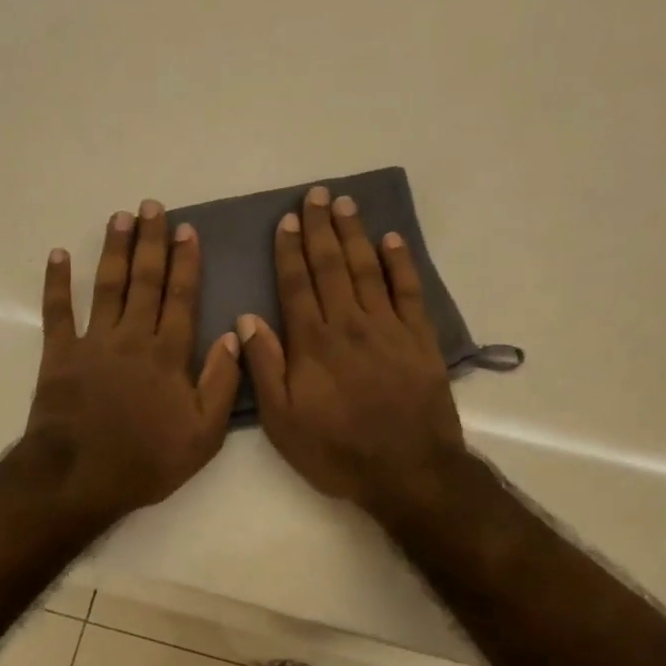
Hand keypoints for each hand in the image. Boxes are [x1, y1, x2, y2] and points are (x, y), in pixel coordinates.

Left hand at [23, 200, 241, 523]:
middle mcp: (132, 337)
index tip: (186, 230)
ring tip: (120, 217)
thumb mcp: (204, 434)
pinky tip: (58, 255)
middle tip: (152, 206)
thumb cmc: (147, 459)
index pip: (182, 297)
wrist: (79, 477)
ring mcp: (93, 342)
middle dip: (151, 241)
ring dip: (114, 249)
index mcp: (168, 354)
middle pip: (145, 280)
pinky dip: (57, 283)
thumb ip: (222, 383)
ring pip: (107, 286)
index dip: (186, 262)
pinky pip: (57, 312)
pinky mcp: (59, 355)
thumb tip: (235, 336)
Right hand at [239, 186, 466, 514]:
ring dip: (355, 234)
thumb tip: (246, 320)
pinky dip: (400, 262)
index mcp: (313, 343)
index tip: (287, 220)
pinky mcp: (419, 338)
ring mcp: (388, 328)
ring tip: (346, 204)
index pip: (297, 284)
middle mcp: (349, 324)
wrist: (407, 470)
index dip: (290, 250)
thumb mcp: (283, 421)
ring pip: (367, 269)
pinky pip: (408, 290)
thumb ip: (264, 368)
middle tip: (317, 194)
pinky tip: (391, 239)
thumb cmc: (337, 451)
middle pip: (332, 266)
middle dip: (321, 228)